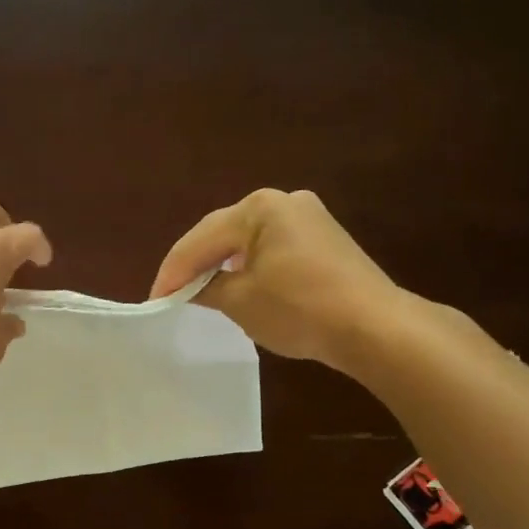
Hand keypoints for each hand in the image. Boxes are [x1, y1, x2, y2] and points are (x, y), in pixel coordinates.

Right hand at [150, 188, 401, 369]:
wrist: (374, 327)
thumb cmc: (300, 309)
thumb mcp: (240, 301)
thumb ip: (206, 288)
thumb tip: (191, 288)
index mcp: (259, 208)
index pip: (200, 239)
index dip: (173, 272)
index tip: (154, 300)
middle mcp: (285, 201)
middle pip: (224, 233)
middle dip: (197, 264)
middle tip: (172, 294)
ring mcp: (310, 218)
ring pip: (249, 240)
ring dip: (223, 265)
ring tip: (201, 291)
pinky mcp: (326, 240)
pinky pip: (274, 249)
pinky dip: (252, 267)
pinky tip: (242, 286)